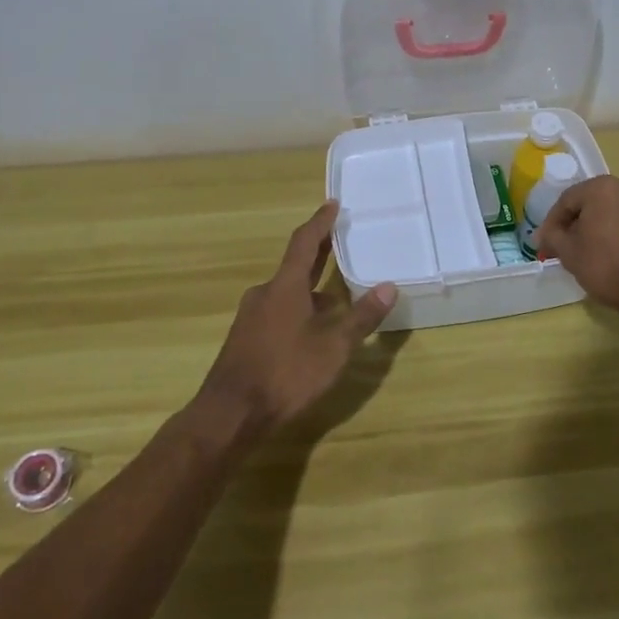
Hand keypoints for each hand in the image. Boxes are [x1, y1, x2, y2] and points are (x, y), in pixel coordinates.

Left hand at [197, 201, 396, 436]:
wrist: (230, 414)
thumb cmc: (286, 373)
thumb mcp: (333, 347)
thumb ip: (361, 317)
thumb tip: (389, 287)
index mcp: (286, 286)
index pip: (304, 242)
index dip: (320, 222)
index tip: (333, 204)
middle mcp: (265, 293)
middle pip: (295, 264)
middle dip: (318, 252)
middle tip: (339, 239)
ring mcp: (252, 317)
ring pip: (286, 292)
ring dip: (310, 288)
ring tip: (336, 295)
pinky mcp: (245, 339)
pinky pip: (277, 311)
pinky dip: (298, 309)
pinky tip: (312, 331)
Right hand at [533, 175, 618, 320]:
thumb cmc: (610, 269)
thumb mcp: (570, 255)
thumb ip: (553, 237)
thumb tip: (543, 234)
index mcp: (603, 188)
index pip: (568, 200)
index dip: (554, 222)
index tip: (547, 242)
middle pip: (598, 202)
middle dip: (585, 221)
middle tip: (576, 246)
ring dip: (613, 225)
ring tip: (607, 251)